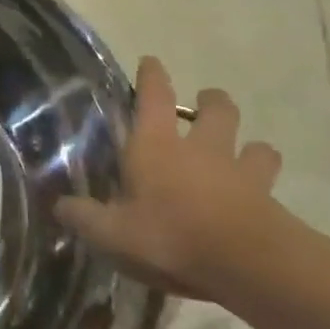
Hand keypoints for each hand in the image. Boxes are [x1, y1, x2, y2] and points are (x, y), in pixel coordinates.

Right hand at [56, 56, 284, 299]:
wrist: (249, 266)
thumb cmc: (171, 237)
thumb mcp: (112, 234)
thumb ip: (84, 217)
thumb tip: (59, 205)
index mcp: (156, 146)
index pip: (154, 96)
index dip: (152, 76)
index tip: (151, 62)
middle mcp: (201, 149)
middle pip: (216, 109)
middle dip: (211, 101)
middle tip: (204, 105)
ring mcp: (241, 172)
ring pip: (255, 145)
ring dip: (249, 145)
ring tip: (243, 154)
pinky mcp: (270, 200)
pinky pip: (269, 182)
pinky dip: (265, 185)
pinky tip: (259, 199)